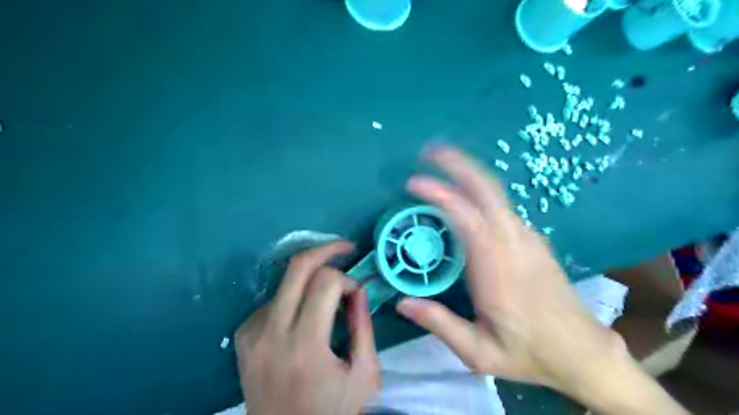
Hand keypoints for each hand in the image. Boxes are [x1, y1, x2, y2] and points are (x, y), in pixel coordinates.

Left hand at [237, 240, 379, 414]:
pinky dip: (294, 297)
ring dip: (310, 280)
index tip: (356, 294)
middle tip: (345, 249)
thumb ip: (363, 325)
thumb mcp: (364, 373)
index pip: (325, 282)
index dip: (347, 279)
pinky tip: (304, 317)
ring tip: (327, 296)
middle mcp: (271, 333)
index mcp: (305, 345)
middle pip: (297, 266)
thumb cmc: (332, 411)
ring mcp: (251, 332)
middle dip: (326, 250)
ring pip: (285, 280)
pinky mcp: (243, 335)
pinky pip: (273, 299)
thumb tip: (359, 288)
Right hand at [396, 147, 625, 395]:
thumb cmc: (529, 352)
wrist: (583, 351)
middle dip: (458, 164)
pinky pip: (502, 205)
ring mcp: (527, 238)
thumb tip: (402, 302)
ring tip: (440, 164)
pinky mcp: (533, 239)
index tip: (414, 183)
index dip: (441, 195)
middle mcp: (515, 244)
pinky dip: (480, 189)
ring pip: (496, 193)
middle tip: (428, 152)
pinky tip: (464, 192)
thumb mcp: (479, 353)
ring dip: (468, 172)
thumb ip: (440, 325)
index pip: (468, 219)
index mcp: (498, 270)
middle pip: (487, 190)